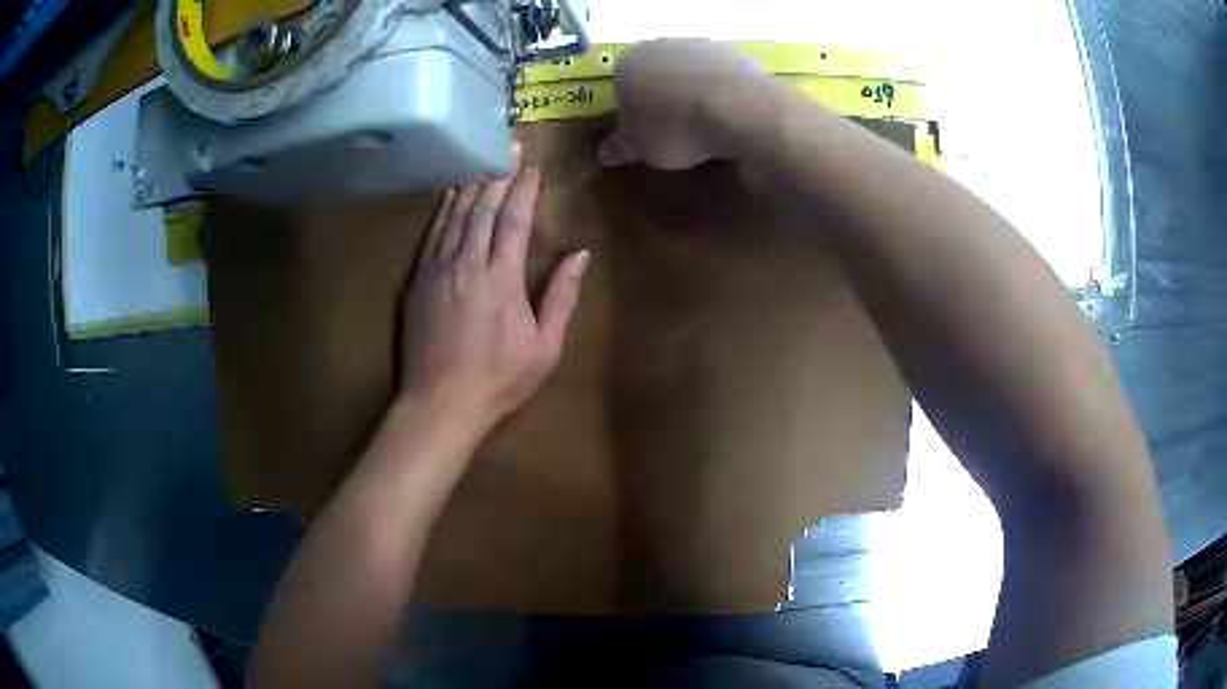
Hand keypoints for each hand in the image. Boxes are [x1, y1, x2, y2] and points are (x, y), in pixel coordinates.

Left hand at [401, 148, 589, 433]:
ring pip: (454, 215)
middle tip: (506, 147)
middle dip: (496, 174)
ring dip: (469, 184)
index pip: (513, 220)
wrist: (440, 402)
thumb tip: (580, 255)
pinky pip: (432, 234)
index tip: (531, 167)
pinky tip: (448, 195)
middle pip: (482, 208)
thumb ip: (561, 297)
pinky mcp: (418, 280)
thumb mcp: (545, 346)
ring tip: (479, 158)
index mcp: (502, 278)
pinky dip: (442, 209)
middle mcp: (467, 263)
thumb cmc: (498, 379)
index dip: (522, 190)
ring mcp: (438, 269)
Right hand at [598, 39, 773, 169]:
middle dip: (663, 100)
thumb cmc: (673, 127)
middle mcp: (661, 47)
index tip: (645, 134)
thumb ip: (619, 147)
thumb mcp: (639, 147)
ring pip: (689, 75)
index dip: (632, 113)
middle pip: (657, 76)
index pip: (621, 87)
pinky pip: (720, 80)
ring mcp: (701, 47)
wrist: (737, 109)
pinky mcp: (735, 55)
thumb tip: (605, 153)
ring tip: (704, 128)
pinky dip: (721, 95)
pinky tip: (728, 118)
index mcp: (628, 64)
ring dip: (693, 95)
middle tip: (673, 132)